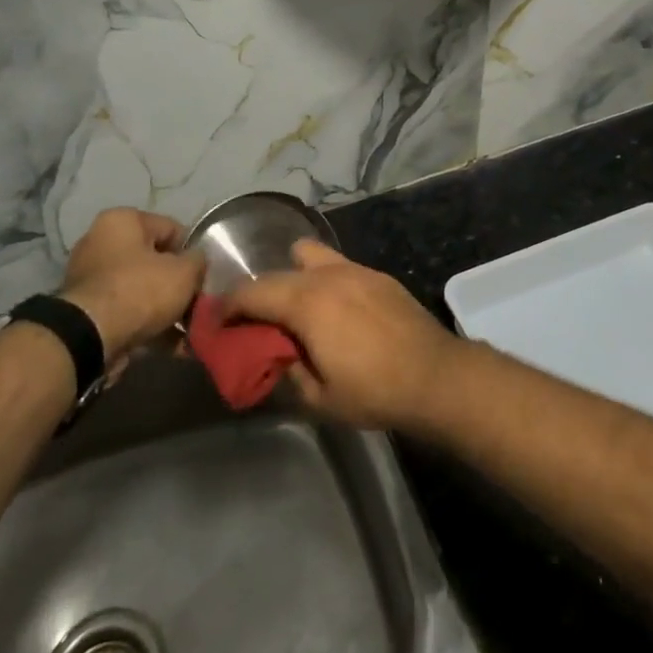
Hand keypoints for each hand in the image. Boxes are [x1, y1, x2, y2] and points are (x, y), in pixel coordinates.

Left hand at [60, 208, 201, 357]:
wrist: (90, 339)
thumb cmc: (140, 290)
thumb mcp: (184, 272)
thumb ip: (199, 261)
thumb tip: (198, 262)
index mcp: (122, 220)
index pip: (171, 228)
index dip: (192, 251)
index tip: (204, 274)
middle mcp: (100, 242)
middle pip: (154, 260)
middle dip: (177, 283)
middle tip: (197, 302)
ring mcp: (90, 278)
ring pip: (141, 288)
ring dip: (165, 307)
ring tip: (188, 328)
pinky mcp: (86, 310)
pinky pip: (127, 311)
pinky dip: (148, 324)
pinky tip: (172, 344)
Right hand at [222, 240, 465, 432]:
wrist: (435, 375)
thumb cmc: (374, 390)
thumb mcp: (318, 397)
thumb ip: (287, 372)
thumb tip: (273, 357)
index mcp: (306, 302)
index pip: (253, 292)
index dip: (229, 306)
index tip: (217, 321)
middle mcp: (327, 275)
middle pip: (277, 273)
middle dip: (259, 293)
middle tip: (253, 320)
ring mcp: (356, 269)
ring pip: (309, 256)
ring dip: (292, 276)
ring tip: (294, 306)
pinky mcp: (377, 275)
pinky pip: (337, 265)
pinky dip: (322, 278)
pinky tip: (332, 307)